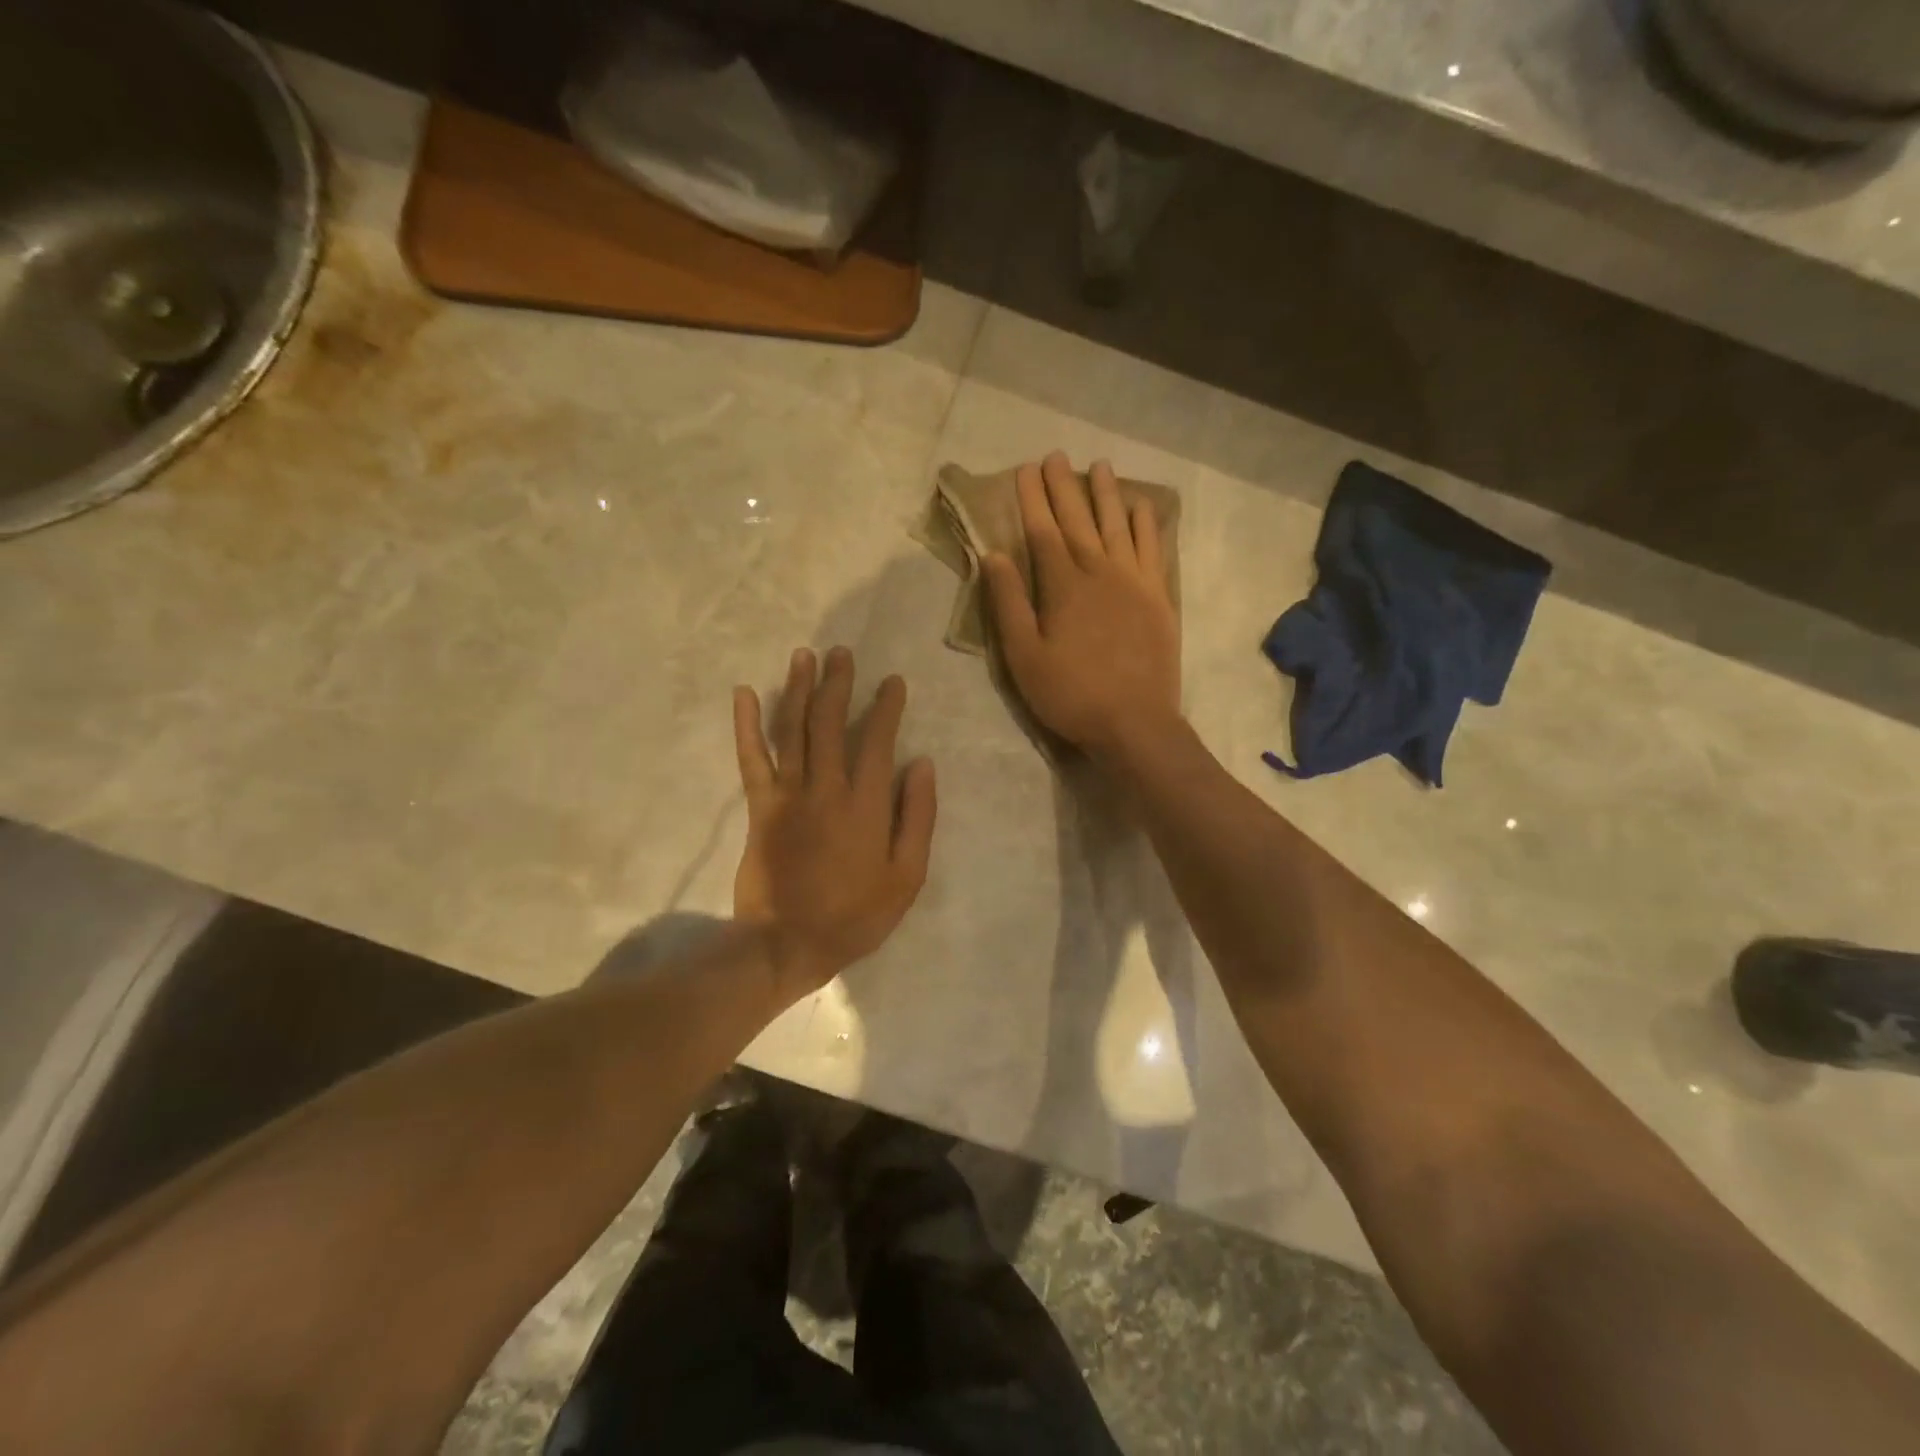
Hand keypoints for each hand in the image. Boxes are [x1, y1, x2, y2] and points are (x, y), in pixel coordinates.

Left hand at [733, 647, 936, 999]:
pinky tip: (743, 693)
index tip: (892, 682)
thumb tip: (922, 765)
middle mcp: (826, 788)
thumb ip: (917, 818)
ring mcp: (788, 795)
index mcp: (865, 805)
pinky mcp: (759, 807)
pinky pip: (752, 758)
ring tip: (804, 656)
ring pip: (792, 730)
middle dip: (838, 684)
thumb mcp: (906, 877)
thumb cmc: (854, 916)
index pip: (877, 741)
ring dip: (798, 689)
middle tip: (841, 654)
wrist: (787, 944)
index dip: (885, 707)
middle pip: (830, 723)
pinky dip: (746, 724)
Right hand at [983, 451, 1181, 762]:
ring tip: (1100, 466)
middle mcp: (1100, 571)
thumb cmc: (1071, 693)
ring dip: (1107, 494)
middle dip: (1064, 487)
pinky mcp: (1159, 598)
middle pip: (1079, 520)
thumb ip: (1008, 603)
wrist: (1135, 722)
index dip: (1032, 499)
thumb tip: (994, 555)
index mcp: (1063, 585)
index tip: (1025, 469)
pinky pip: (1153, 550)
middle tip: (1056, 457)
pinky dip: (1146, 525)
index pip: (1042, 530)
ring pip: (1118, 526)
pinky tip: (1142, 508)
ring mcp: (1134, 582)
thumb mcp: (1023, 656)